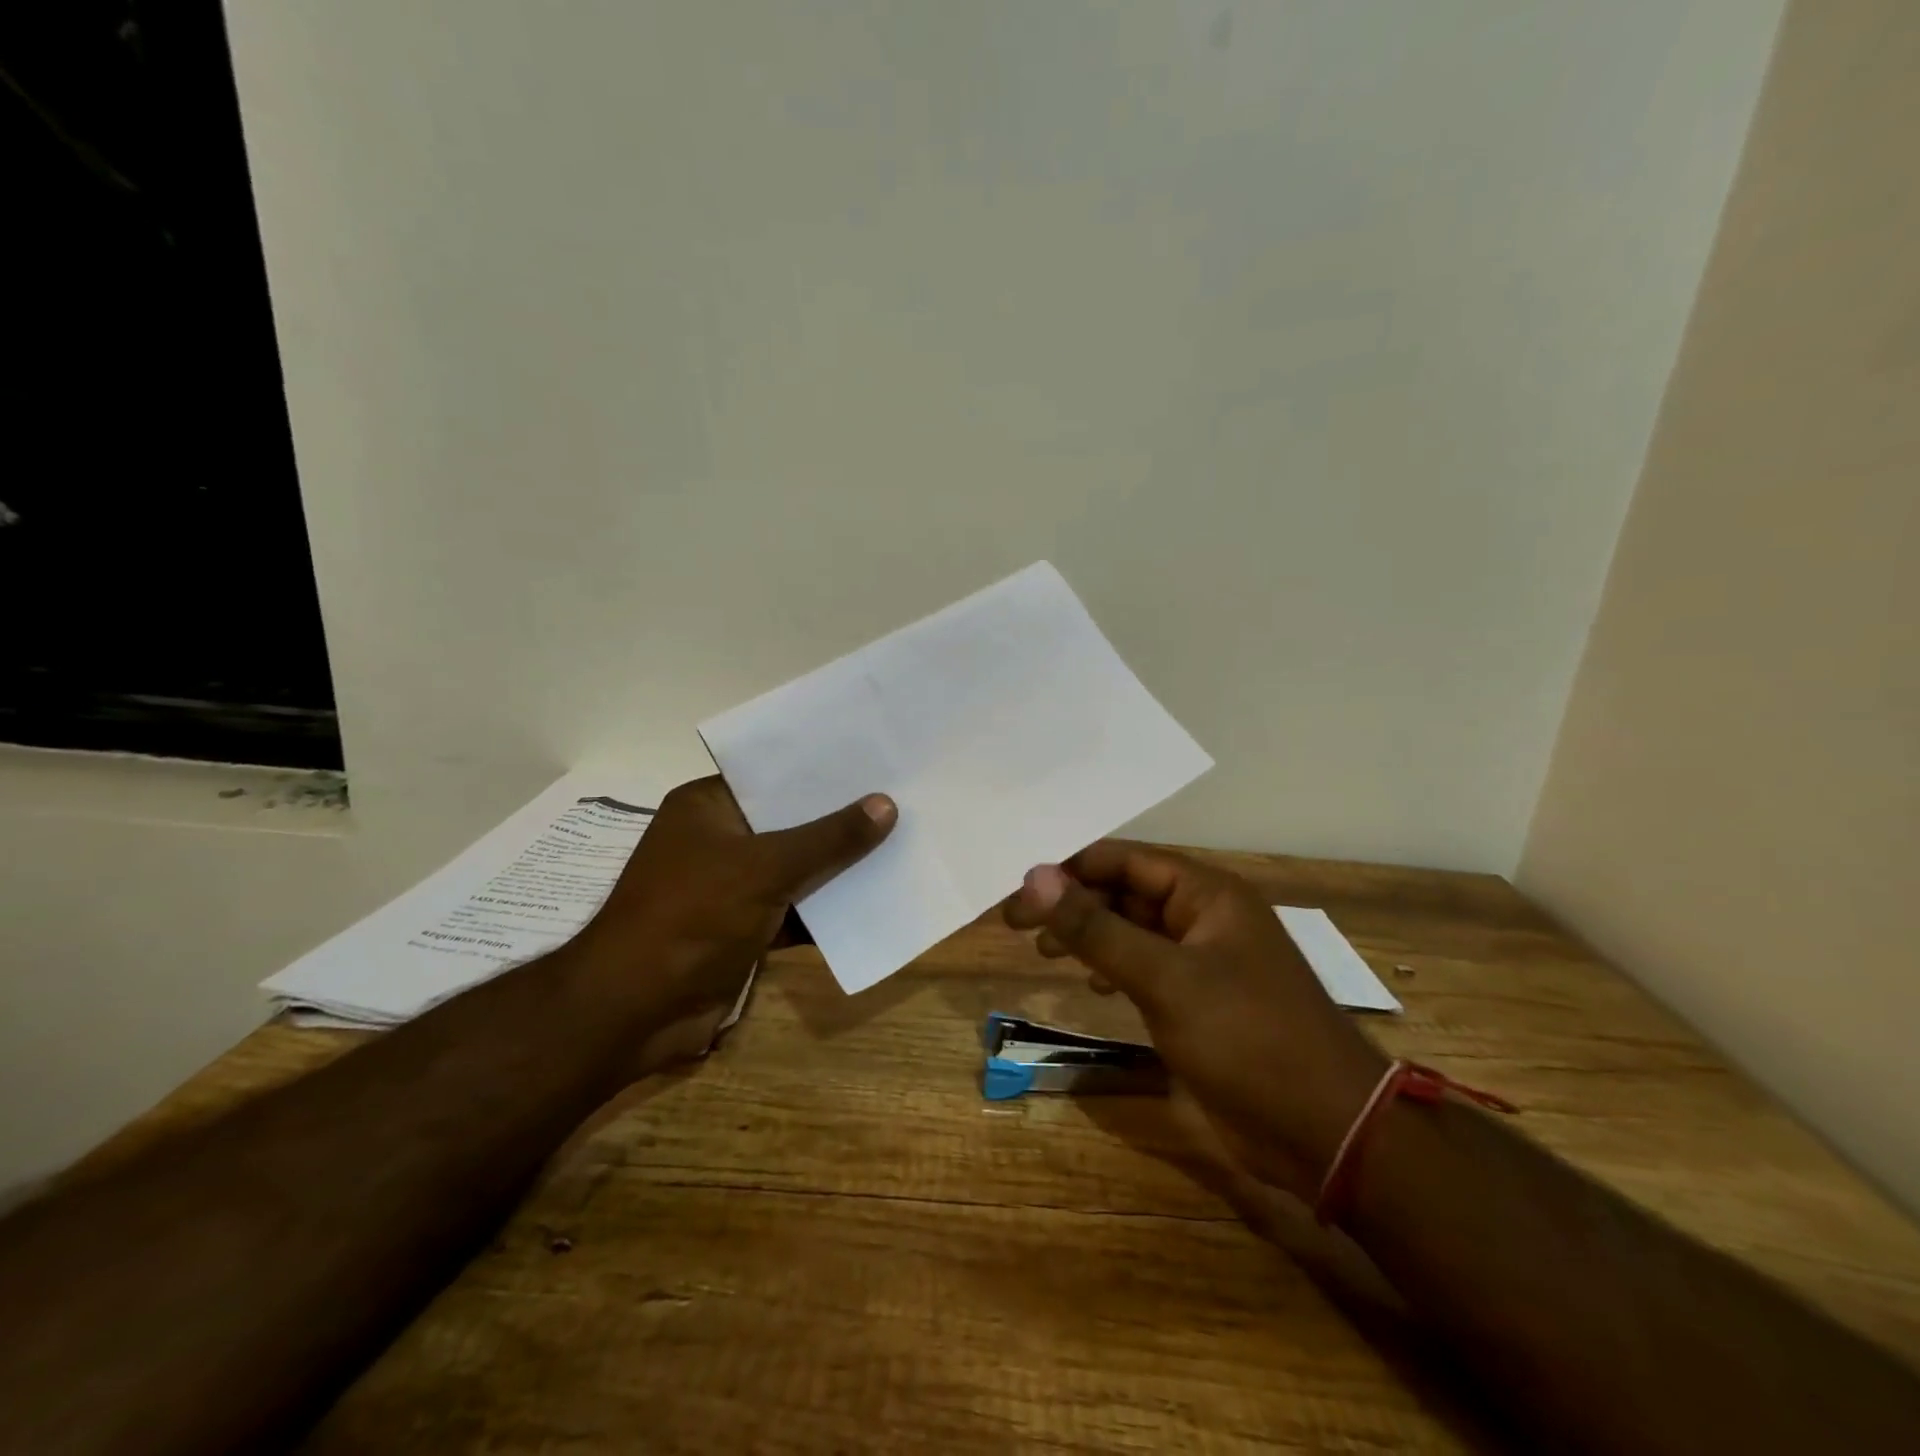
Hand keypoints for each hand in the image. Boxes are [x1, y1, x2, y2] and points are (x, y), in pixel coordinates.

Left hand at [570, 776, 894, 1072]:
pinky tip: (878, 898)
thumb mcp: (765, 867)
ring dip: (840, 866)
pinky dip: (828, 910)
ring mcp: (731, 887)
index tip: (875, 759)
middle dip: (841, 818)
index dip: (823, 768)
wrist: (634, 1012)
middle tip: (902, 797)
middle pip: (791, 822)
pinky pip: (796, 909)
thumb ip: (828, 838)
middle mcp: (720, 840)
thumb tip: (887, 805)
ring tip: (902, 842)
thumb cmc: (691, 916)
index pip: (773, 775)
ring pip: (798, 868)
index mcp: (709, 807)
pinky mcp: (744, 928)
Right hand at [1003, 842, 1384, 1200]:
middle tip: (1017, 925)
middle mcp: (1205, 917)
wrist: (1326, 1131)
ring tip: (1044, 950)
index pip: (1124, 860)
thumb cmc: (1247, 1037)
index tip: (1019, 890)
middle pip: (1125, 892)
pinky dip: (1113, 969)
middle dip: (1074, 904)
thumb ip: (1096, 928)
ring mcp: (1204, 961)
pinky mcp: (1200, 1003)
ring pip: (1133, 931)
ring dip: (1089, 935)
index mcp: (1207, 893)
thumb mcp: (1164, 978)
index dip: (1070, 869)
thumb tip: (1035, 876)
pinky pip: (1146, 968)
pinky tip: (1092, 986)